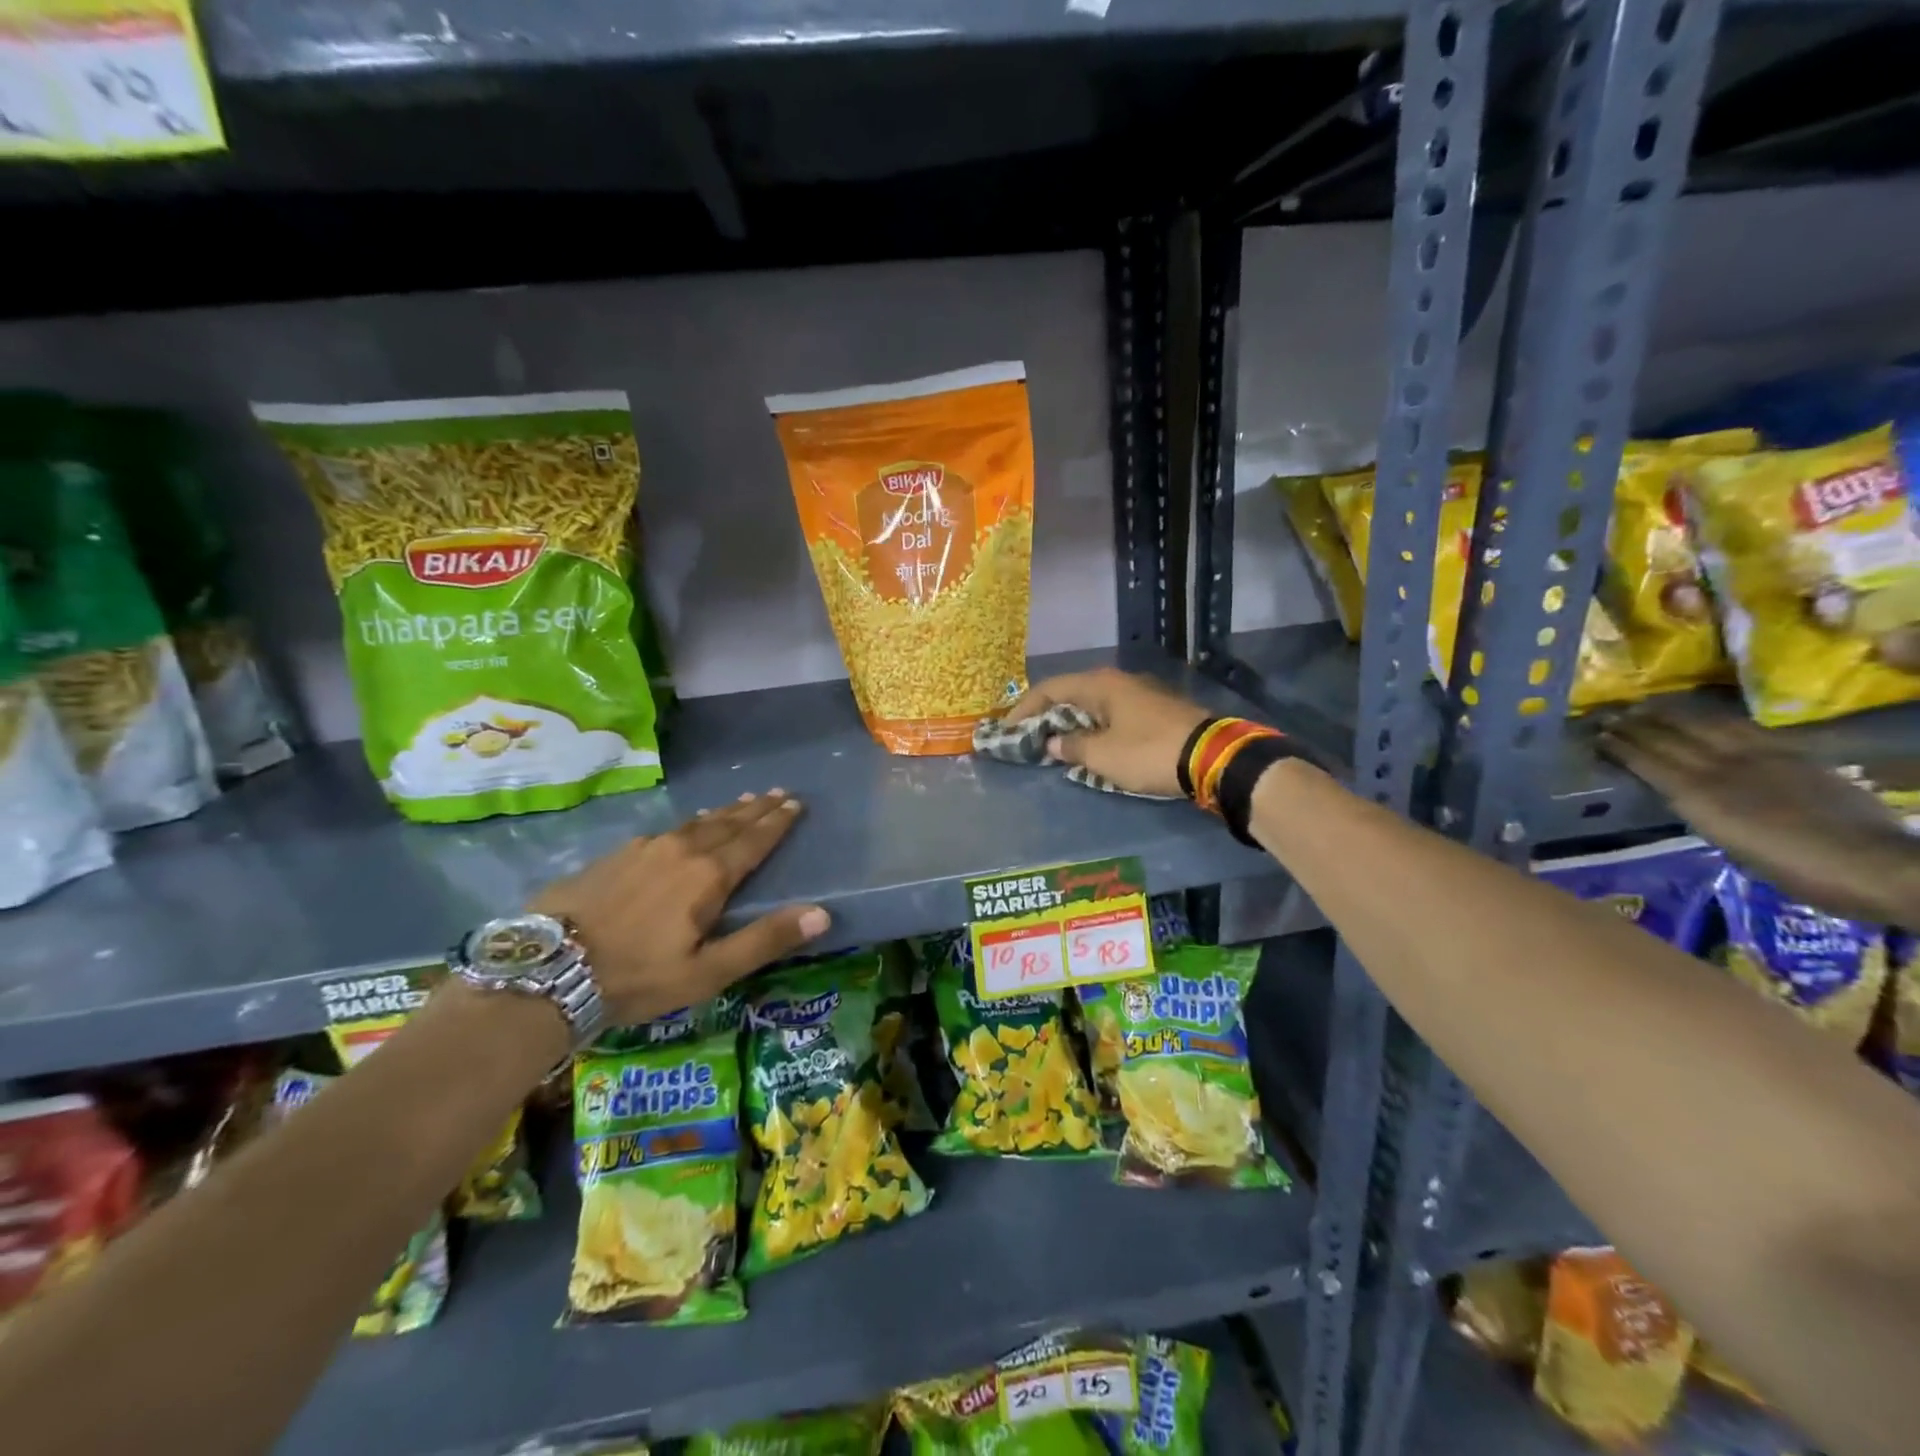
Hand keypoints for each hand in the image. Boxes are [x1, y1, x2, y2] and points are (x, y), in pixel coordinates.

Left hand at [532, 790, 829, 1026]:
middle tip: (777, 792)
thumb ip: (765, 940)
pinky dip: (690, 823)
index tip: (796, 803)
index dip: (777, 822)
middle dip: (756, 808)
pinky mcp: (616, 855)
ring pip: (696, 822)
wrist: (548, 970)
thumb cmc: (637, 976)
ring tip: (742, 801)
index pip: (754, 840)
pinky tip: (686, 826)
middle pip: (728, 823)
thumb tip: (823, 913)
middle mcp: (681, 850)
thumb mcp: (708, 971)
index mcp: (709, 876)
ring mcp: (645, 848)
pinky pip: (667, 829)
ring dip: (724, 812)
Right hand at [1005, 668, 1208, 798]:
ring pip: (1094, 705)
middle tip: (1029, 737)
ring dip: (1073, 723)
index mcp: (1100, 685)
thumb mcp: (1102, 755)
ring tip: (1057, 745)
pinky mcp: (1157, 710)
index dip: (1024, 709)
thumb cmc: (1148, 752)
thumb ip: (1072, 746)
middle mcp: (1118, 681)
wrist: (1212, 757)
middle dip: (1048, 716)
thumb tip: (1052, 743)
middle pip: (1072, 694)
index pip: (1050, 689)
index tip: (1007, 730)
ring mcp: (1141, 694)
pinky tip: (1093, 745)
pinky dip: (1096, 728)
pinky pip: (1114, 715)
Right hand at [1598, 706, 1917, 922]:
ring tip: (1648, 707)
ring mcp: (1761, 756)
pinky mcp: (1793, 753)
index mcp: (1701, 795)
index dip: (1620, 747)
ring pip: (1704, 726)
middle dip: (1637, 725)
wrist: (1876, 864)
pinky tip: (1705, 718)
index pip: (1647, 761)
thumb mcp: (1730, 845)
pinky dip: (1715, 719)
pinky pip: (1743, 728)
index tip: (1597, 736)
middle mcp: (1723, 768)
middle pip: (1671, 738)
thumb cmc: (1797, 869)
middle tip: (1611, 715)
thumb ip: (1700, 810)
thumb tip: (1677, 791)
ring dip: (1671, 715)